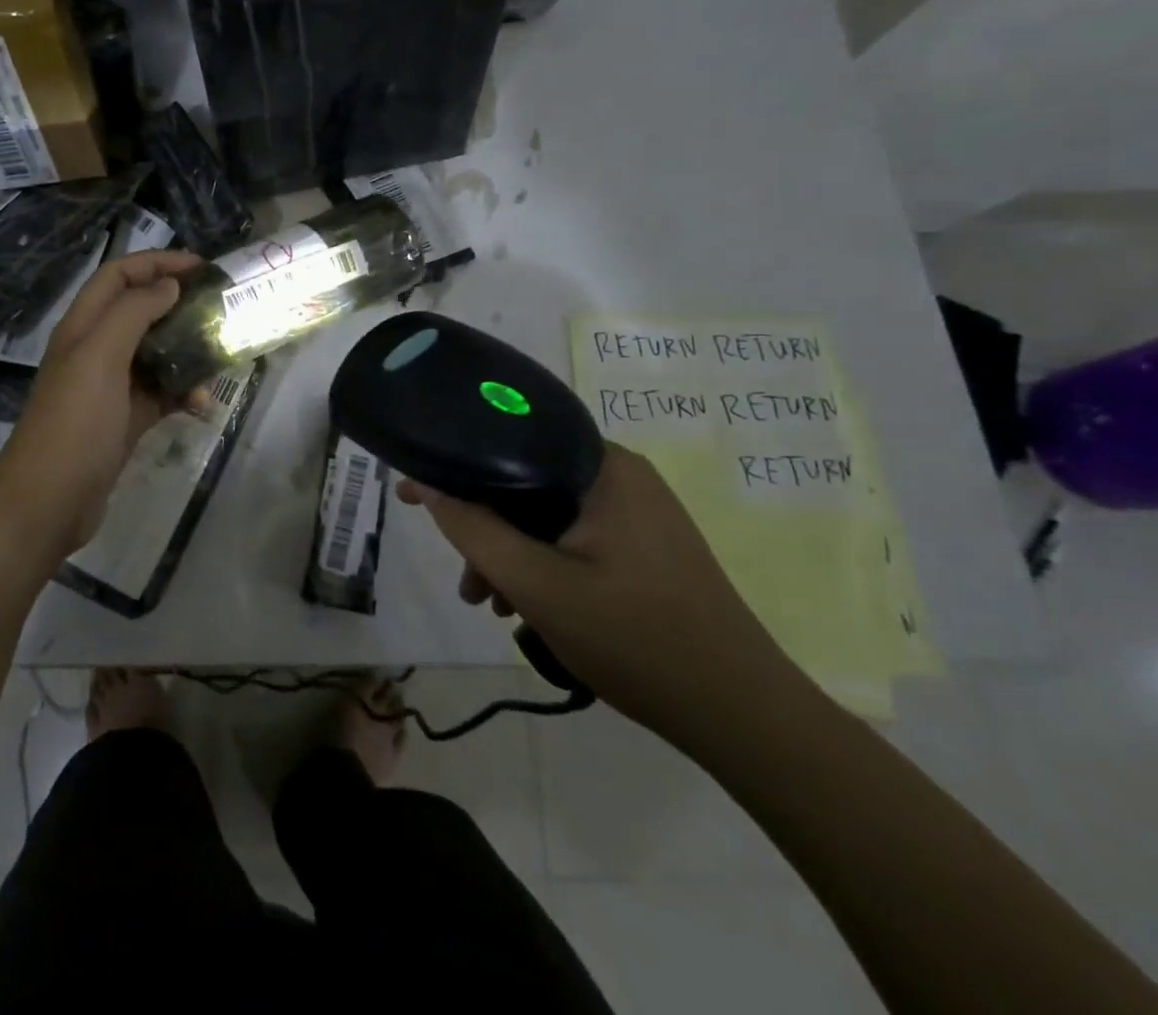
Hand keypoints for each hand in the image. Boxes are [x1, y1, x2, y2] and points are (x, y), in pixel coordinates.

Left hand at [0, 249, 202, 566]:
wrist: (48, 502)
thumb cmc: (74, 423)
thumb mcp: (100, 357)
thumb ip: (133, 313)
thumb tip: (168, 284)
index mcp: (83, 327)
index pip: (118, 276)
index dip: (156, 263)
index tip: (201, 267)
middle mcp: (95, 351)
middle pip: (139, 311)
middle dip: (178, 304)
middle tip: (219, 307)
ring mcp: (110, 388)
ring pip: (155, 353)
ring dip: (187, 351)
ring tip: (221, 355)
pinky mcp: (124, 420)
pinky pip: (160, 394)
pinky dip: (183, 394)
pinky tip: (203, 404)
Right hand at [398, 444, 803, 747]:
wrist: (744, 717)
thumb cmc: (637, 639)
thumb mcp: (537, 585)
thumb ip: (473, 529)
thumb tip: (425, 484)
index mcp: (603, 466)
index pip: (510, 440)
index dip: (456, 466)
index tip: (413, 494)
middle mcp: (621, 476)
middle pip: (525, 482)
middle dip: (484, 527)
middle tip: (464, 577)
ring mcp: (638, 512)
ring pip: (546, 514)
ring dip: (510, 551)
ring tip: (489, 604)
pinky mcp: (644, 545)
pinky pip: (572, 536)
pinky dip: (542, 563)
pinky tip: (526, 606)